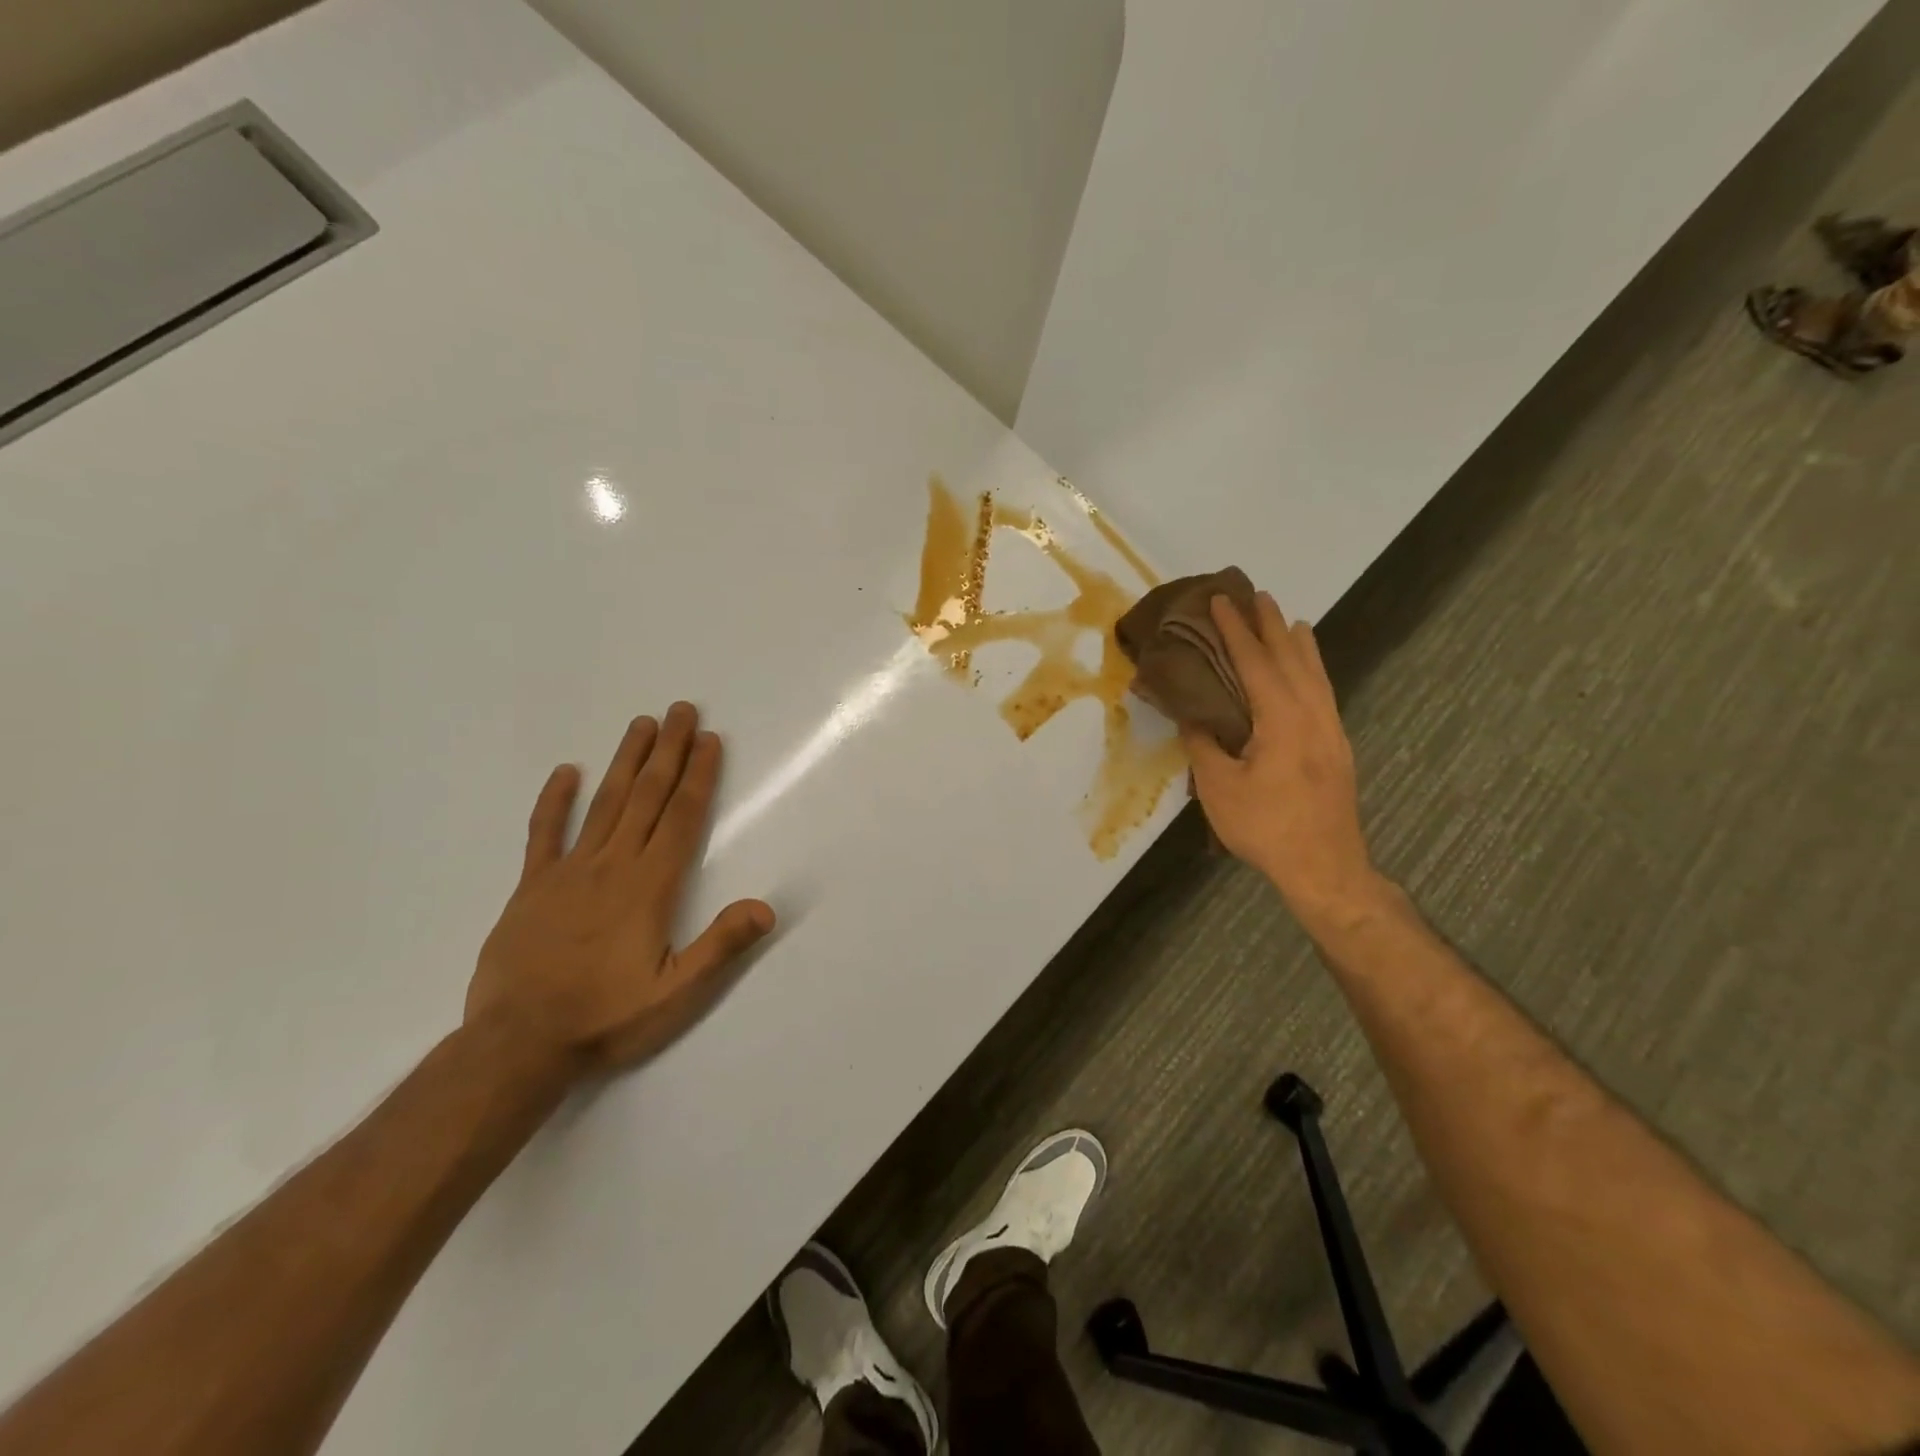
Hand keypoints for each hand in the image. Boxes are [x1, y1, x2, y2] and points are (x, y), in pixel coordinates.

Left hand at [466, 702, 774, 1074]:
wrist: (517, 1044)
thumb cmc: (605, 1018)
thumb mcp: (676, 994)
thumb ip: (720, 946)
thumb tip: (766, 907)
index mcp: (650, 886)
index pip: (682, 817)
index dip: (699, 775)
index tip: (709, 740)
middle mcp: (613, 865)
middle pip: (648, 796)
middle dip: (669, 751)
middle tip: (682, 710)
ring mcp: (568, 872)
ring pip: (605, 803)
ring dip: (627, 761)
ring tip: (642, 724)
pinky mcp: (532, 887)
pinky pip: (544, 833)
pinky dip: (555, 801)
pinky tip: (566, 772)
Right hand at [1183, 593, 1379, 922]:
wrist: (1325, 866)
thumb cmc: (1266, 827)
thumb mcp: (1219, 787)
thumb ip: (1203, 744)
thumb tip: (1188, 714)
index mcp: (1282, 720)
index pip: (1255, 662)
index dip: (1236, 630)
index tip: (1221, 600)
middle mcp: (1313, 714)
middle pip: (1291, 658)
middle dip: (1271, 625)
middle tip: (1256, 594)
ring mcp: (1331, 730)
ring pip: (1315, 673)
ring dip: (1297, 643)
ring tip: (1287, 619)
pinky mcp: (1337, 746)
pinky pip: (1324, 692)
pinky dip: (1313, 669)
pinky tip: (1308, 671)